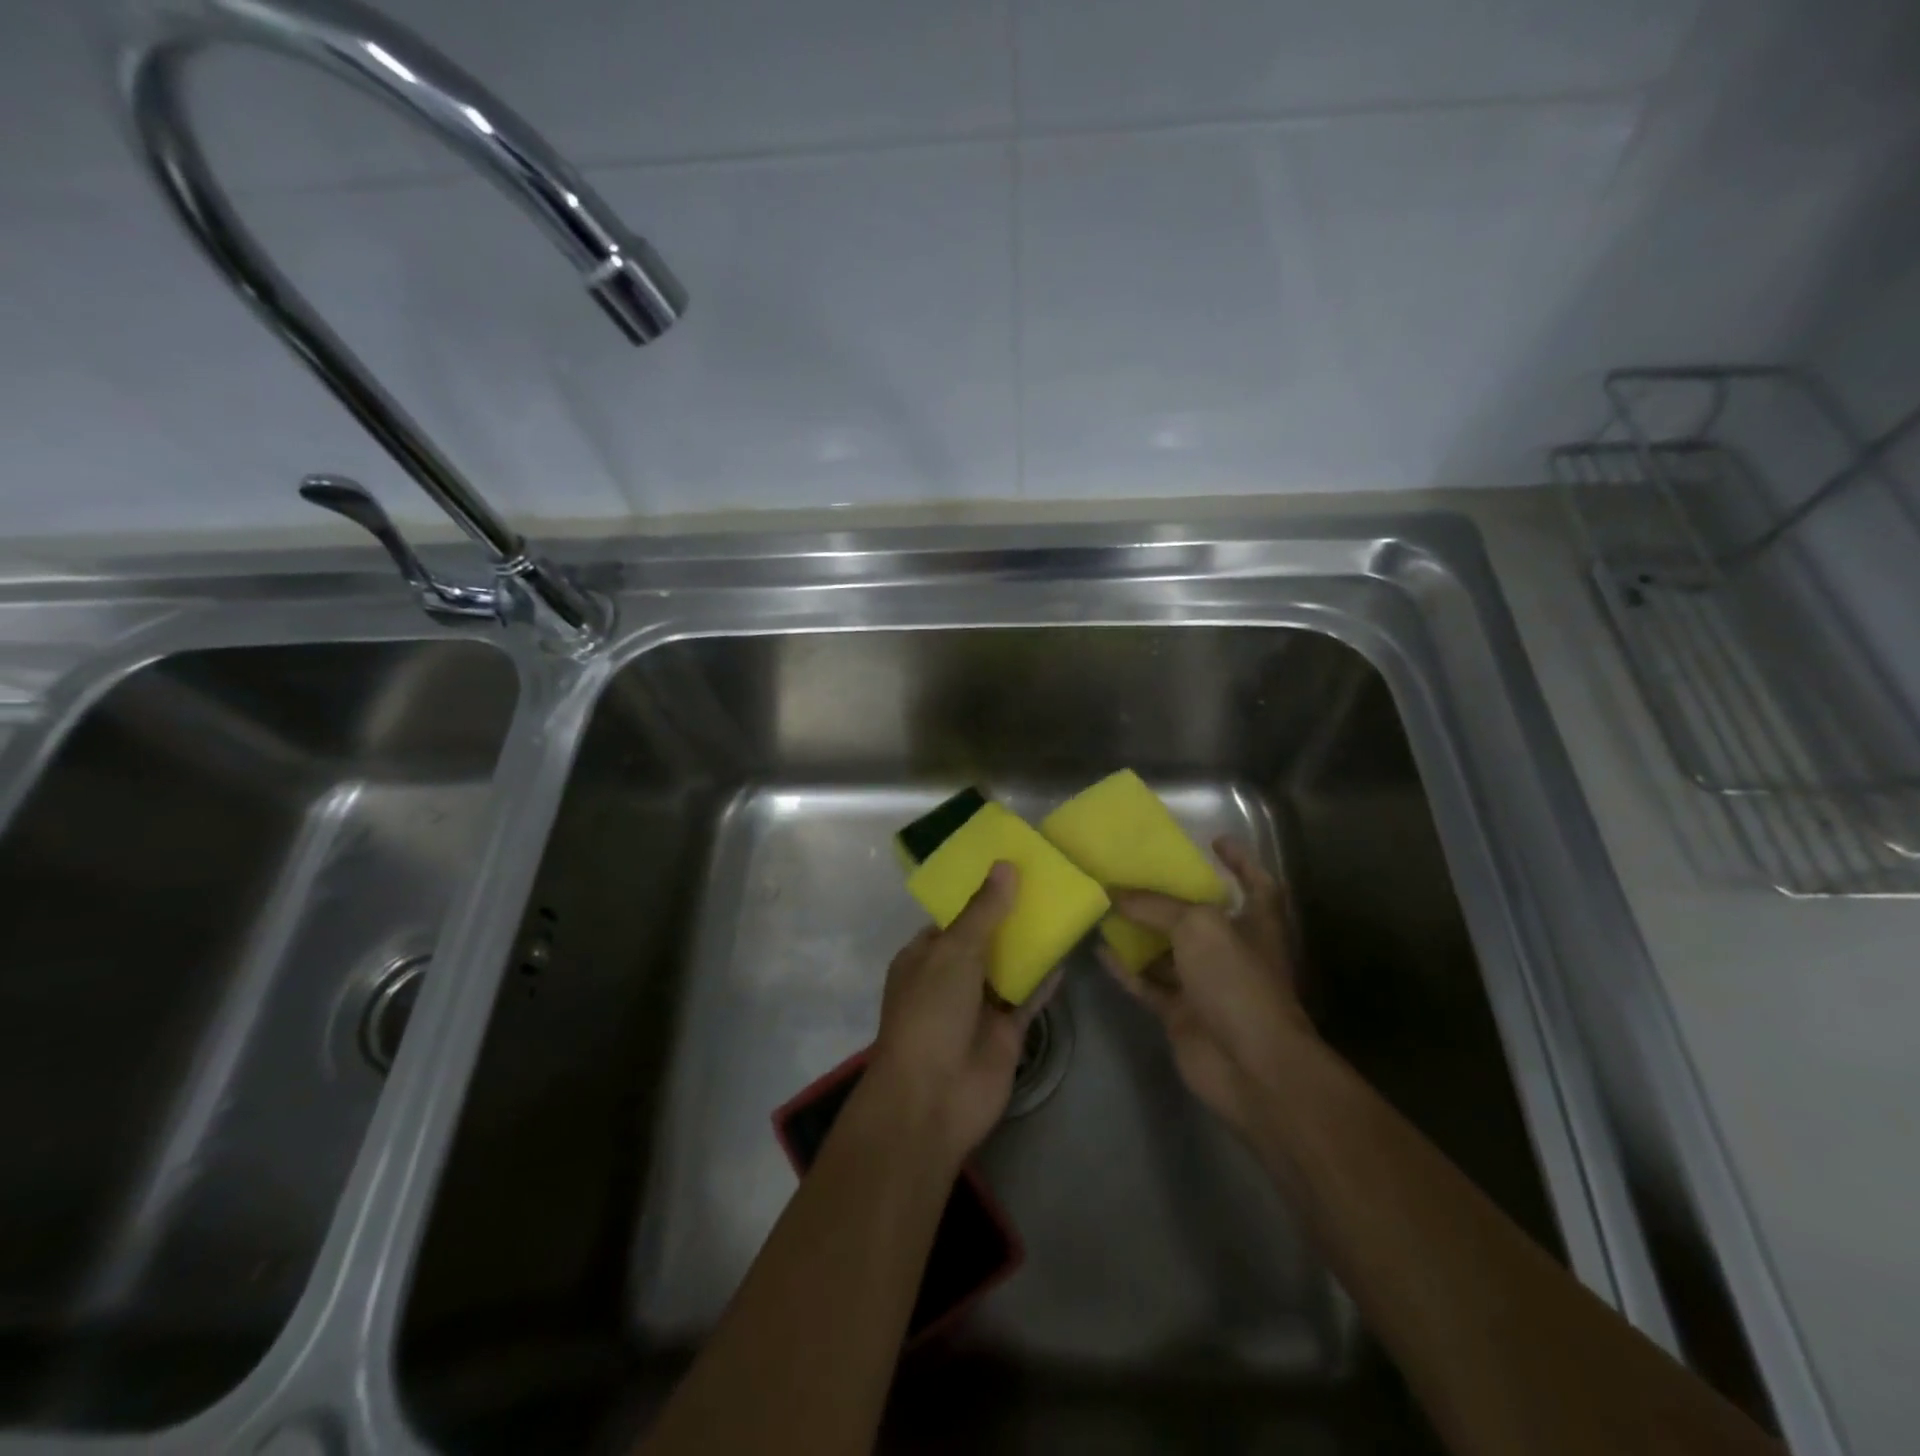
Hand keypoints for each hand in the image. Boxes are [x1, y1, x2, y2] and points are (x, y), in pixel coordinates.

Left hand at [866, 863, 1047, 1166]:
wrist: (933, 1098)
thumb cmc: (931, 1013)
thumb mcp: (953, 952)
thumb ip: (983, 911)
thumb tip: (1005, 865)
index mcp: (925, 956)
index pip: (954, 917)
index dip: (980, 893)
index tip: (1012, 867)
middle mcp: (950, 977)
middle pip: (985, 939)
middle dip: (1010, 915)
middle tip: (1047, 881)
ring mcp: (978, 1006)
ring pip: (1008, 967)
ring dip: (1030, 944)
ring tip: (1062, 908)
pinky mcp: (1005, 1032)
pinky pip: (1028, 998)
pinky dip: (1045, 980)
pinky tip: (1067, 955)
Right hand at [1102, 838, 1315, 1141]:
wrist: (1251, 1066)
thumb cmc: (1237, 980)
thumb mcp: (1197, 926)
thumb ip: (1155, 906)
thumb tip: (1114, 894)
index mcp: (1255, 923)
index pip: (1255, 882)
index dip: (1240, 859)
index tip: (1214, 840)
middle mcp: (1232, 951)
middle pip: (1199, 916)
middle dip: (1170, 896)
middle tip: (1134, 871)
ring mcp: (1206, 985)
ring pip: (1167, 950)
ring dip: (1140, 931)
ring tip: (1105, 905)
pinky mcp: (1181, 1013)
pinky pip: (1147, 983)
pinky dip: (1126, 968)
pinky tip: (1099, 950)